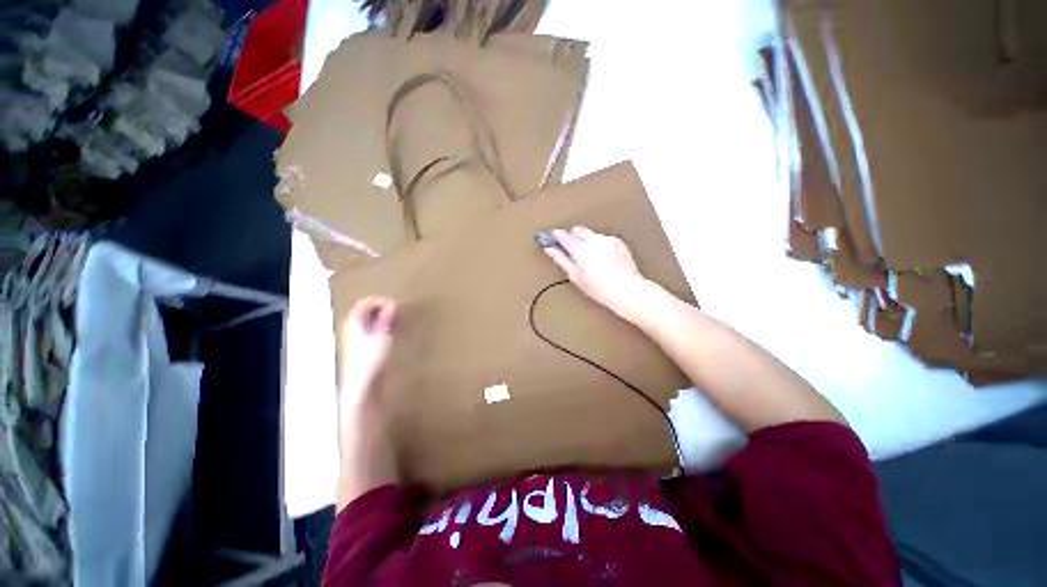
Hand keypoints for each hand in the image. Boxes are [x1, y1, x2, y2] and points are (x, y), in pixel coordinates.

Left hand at [339, 296, 396, 400]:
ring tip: (403, 323)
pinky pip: (377, 331)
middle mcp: (354, 327)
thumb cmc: (371, 358)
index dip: (383, 302)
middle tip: (402, 315)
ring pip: (374, 321)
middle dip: (387, 310)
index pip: (367, 302)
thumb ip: (387, 319)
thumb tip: (393, 305)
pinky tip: (398, 333)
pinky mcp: (365, 348)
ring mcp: (359, 338)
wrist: (363, 385)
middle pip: (370, 311)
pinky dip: (387, 328)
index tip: (397, 308)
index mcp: (354, 321)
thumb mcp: (383, 335)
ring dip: (389, 319)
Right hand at [543, 227, 650, 320]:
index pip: (564, 236)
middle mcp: (594, 240)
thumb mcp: (575, 276)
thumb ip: (561, 259)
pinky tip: (602, 258)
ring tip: (590, 258)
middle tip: (571, 250)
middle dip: (572, 236)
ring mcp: (608, 239)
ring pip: (591, 234)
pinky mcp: (618, 241)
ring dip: (586, 240)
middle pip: (577, 229)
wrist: (627, 290)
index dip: (556, 236)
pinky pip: (603, 238)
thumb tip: (549, 248)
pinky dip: (599, 244)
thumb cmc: (598, 288)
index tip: (552, 238)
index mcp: (581, 250)